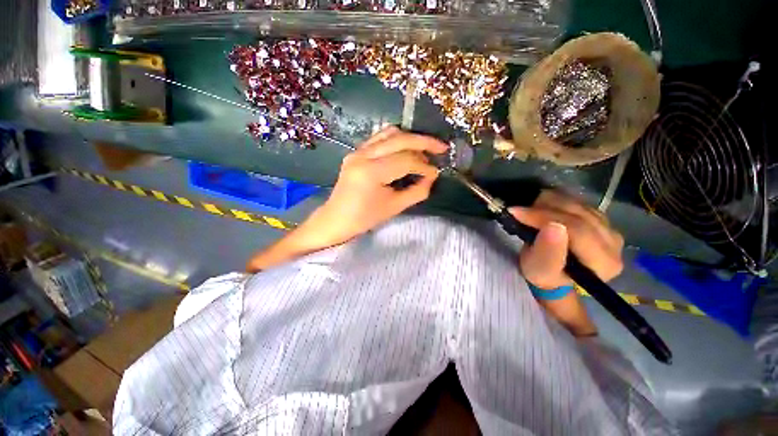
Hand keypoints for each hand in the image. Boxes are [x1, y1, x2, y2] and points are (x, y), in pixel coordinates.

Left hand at [301, 126, 447, 247]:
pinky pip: (379, 138)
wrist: (337, 218)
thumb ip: (417, 191)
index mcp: (371, 172)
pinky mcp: (356, 152)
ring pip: (389, 133)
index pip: (406, 161)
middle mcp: (363, 155)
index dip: (424, 166)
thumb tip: (431, 177)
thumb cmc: (365, 218)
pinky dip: (396, 139)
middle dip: (424, 142)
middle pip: (399, 139)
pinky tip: (406, 147)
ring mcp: (357, 151)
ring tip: (425, 148)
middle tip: (441, 148)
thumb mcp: (395, 207)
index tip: (436, 173)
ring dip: (410, 138)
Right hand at [511, 190, 624, 289]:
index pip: (578, 230)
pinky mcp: (601, 218)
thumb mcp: (540, 270)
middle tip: (519, 210)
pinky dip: (555, 201)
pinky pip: (577, 201)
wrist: (553, 273)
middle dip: (544, 209)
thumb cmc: (544, 275)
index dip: (545, 217)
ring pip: (577, 204)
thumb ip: (548, 252)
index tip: (517, 213)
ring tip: (528, 210)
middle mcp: (614, 243)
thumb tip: (553, 226)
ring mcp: (610, 228)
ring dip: (548, 203)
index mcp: (604, 262)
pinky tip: (541, 208)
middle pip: (579, 214)